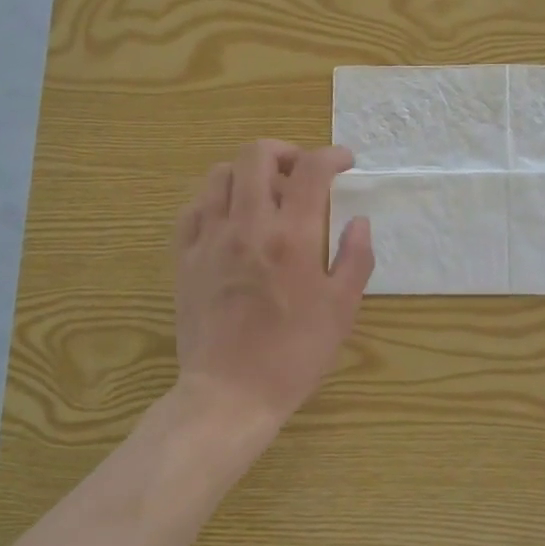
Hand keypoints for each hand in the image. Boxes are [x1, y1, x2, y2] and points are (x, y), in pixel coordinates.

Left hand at [172, 140, 374, 428]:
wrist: (229, 394)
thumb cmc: (293, 355)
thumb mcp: (341, 310)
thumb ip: (355, 258)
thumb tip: (359, 221)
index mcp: (292, 237)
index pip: (310, 170)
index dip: (331, 155)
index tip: (345, 162)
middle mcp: (247, 225)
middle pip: (256, 155)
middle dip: (284, 150)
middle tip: (300, 171)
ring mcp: (210, 239)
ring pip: (220, 174)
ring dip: (247, 172)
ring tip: (264, 193)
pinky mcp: (185, 257)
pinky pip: (194, 207)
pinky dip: (215, 198)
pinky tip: (229, 217)